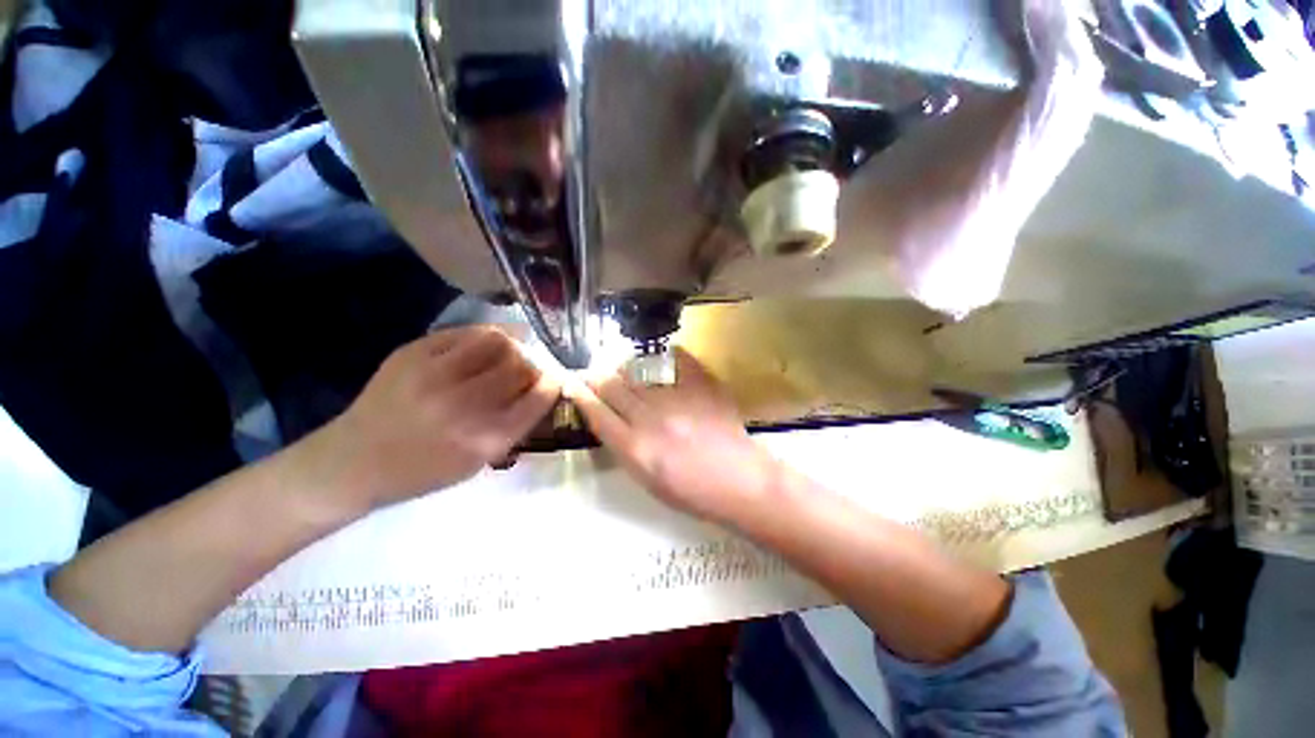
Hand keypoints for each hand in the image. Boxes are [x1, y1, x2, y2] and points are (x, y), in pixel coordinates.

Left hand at [310, 326, 560, 511]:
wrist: (352, 462)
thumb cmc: (422, 471)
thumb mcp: (478, 463)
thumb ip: (514, 427)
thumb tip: (541, 390)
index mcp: (485, 438)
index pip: (539, 396)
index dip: (553, 383)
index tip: (553, 381)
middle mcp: (464, 405)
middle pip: (521, 364)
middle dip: (533, 365)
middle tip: (527, 370)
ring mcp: (435, 374)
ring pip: (497, 340)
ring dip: (511, 346)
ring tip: (507, 354)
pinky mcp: (412, 353)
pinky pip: (465, 333)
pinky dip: (484, 337)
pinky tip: (482, 346)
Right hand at [569, 348, 782, 525]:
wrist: (740, 481)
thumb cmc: (692, 491)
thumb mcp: (647, 480)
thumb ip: (624, 448)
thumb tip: (608, 419)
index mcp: (635, 448)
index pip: (596, 413)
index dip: (580, 394)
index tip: (572, 383)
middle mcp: (651, 419)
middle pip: (611, 386)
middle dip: (596, 376)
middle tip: (594, 372)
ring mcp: (677, 398)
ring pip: (638, 371)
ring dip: (625, 368)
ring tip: (623, 367)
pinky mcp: (701, 385)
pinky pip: (677, 360)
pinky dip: (666, 356)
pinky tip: (661, 359)